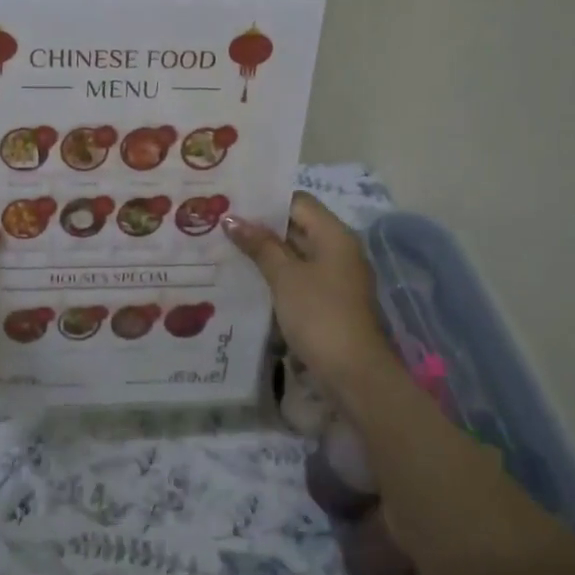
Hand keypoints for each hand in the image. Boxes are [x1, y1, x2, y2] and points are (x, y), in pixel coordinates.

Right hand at [223, 193, 395, 394]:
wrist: (353, 373)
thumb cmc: (319, 315)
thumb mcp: (285, 277)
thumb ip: (259, 246)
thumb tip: (231, 218)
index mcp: (334, 235)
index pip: (298, 202)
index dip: (266, 201)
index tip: (233, 202)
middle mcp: (339, 250)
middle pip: (298, 226)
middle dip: (262, 227)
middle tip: (222, 224)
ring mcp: (335, 277)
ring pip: (296, 254)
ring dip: (266, 252)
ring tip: (226, 248)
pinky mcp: (329, 301)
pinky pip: (299, 277)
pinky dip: (276, 275)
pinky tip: (247, 279)